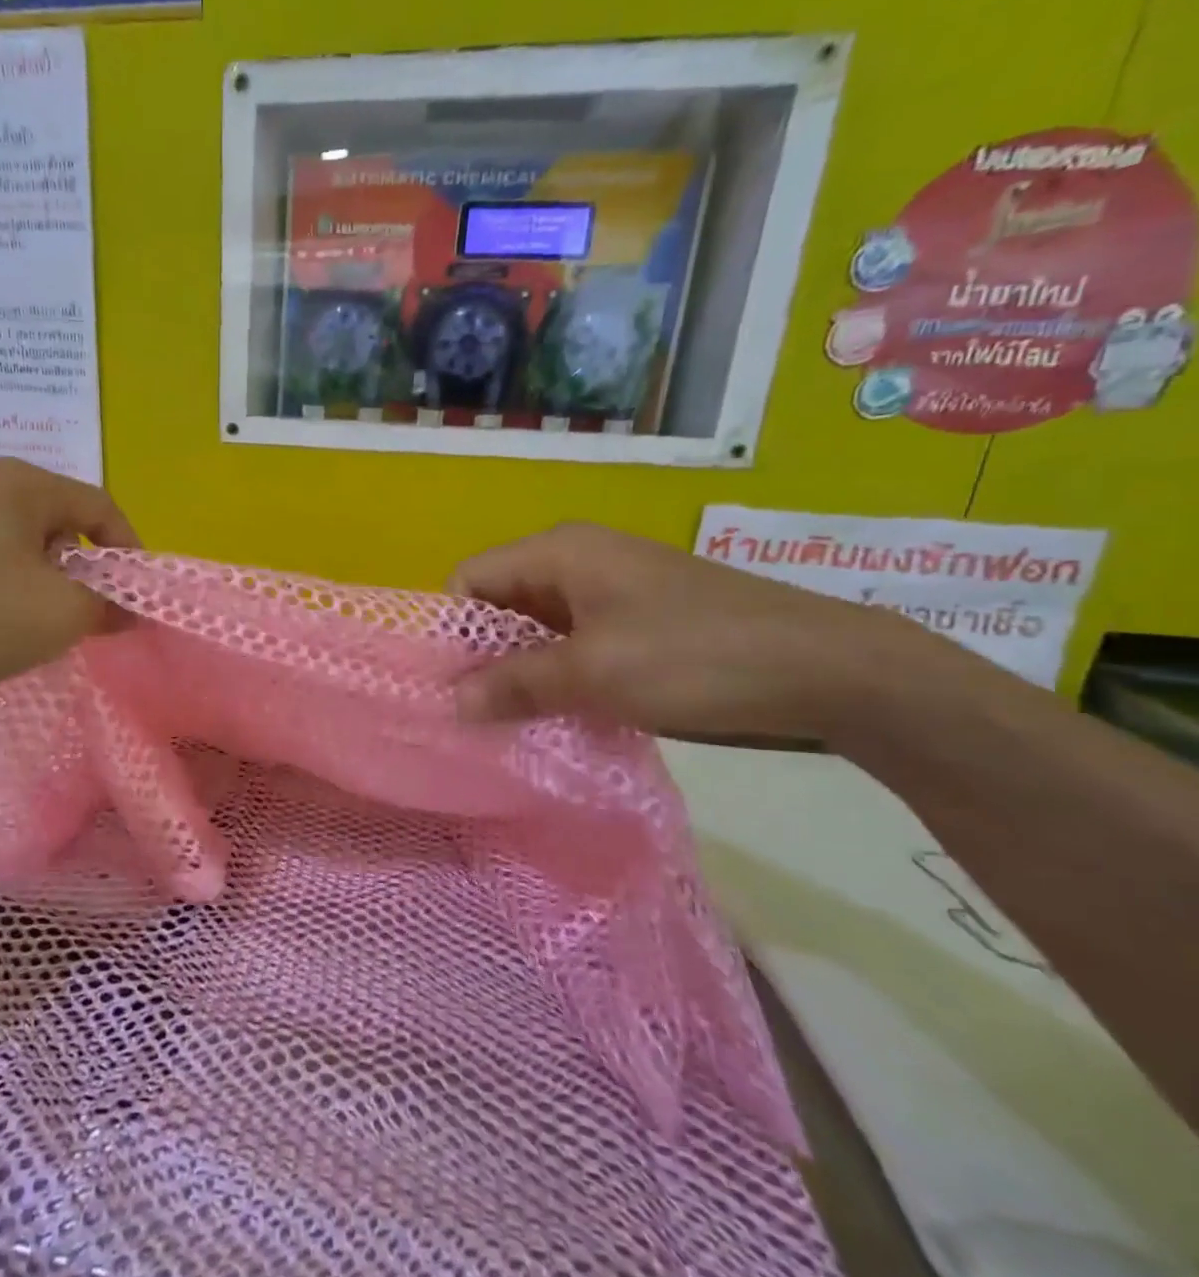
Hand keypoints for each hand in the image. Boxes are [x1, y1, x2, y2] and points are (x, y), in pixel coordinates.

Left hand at [0, 459, 138, 734]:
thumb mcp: (58, 614)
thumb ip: (107, 607)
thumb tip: (126, 609)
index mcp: (21, 484)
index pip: (101, 506)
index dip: (130, 552)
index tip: (135, 599)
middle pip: (57, 526)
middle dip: (82, 574)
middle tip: (85, 620)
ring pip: (15, 550)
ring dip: (38, 588)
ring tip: (32, 632)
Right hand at [449, 522, 924, 742]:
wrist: (830, 670)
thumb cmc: (697, 656)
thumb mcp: (593, 673)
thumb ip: (513, 684)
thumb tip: (449, 703)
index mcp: (558, 551)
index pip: (468, 580)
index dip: (449, 631)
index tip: (446, 688)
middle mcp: (577, 561)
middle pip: (498, 604)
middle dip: (481, 657)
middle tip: (474, 716)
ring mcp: (610, 591)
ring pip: (535, 630)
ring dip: (520, 674)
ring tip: (510, 724)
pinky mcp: (637, 622)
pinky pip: (572, 646)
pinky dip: (557, 678)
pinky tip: (560, 715)